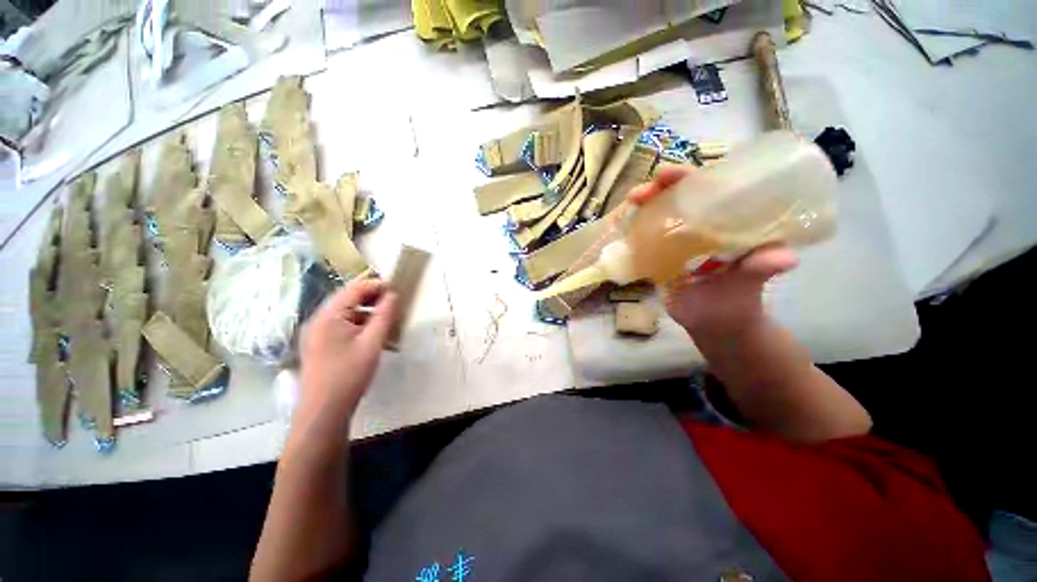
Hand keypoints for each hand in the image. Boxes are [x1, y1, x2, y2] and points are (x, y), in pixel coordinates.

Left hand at [297, 278, 397, 426]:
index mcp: (328, 316)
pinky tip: (374, 333)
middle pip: (348, 299)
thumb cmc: (348, 375)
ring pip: (346, 313)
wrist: (323, 412)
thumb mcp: (372, 343)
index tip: (397, 288)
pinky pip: (342, 325)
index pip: (354, 289)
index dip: (377, 285)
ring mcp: (317, 333)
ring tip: (388, 317)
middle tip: (395, 302)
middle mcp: (318, 320)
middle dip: (373, 297)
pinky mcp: (320, 344)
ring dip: (367, 311)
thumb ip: (384, 316)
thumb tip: (393, 295)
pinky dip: (359, 324)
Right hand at [628, 167, 797, 336]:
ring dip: (645, 205)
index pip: (711, 188)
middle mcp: (705, 225)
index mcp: (731, 222)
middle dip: (659, 188)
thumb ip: (760, 269)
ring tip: (631, 203)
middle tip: (640, 194)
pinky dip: (637, 226)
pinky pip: (650, 234)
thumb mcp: (748, 284)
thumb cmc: (736, 302)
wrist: (712, 323)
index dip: (689, 177)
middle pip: (680, 196)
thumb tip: (784, 258)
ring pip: (662, 212)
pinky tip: (626, 225)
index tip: (668, 175)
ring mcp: (682, 239)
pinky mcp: (665, 254)